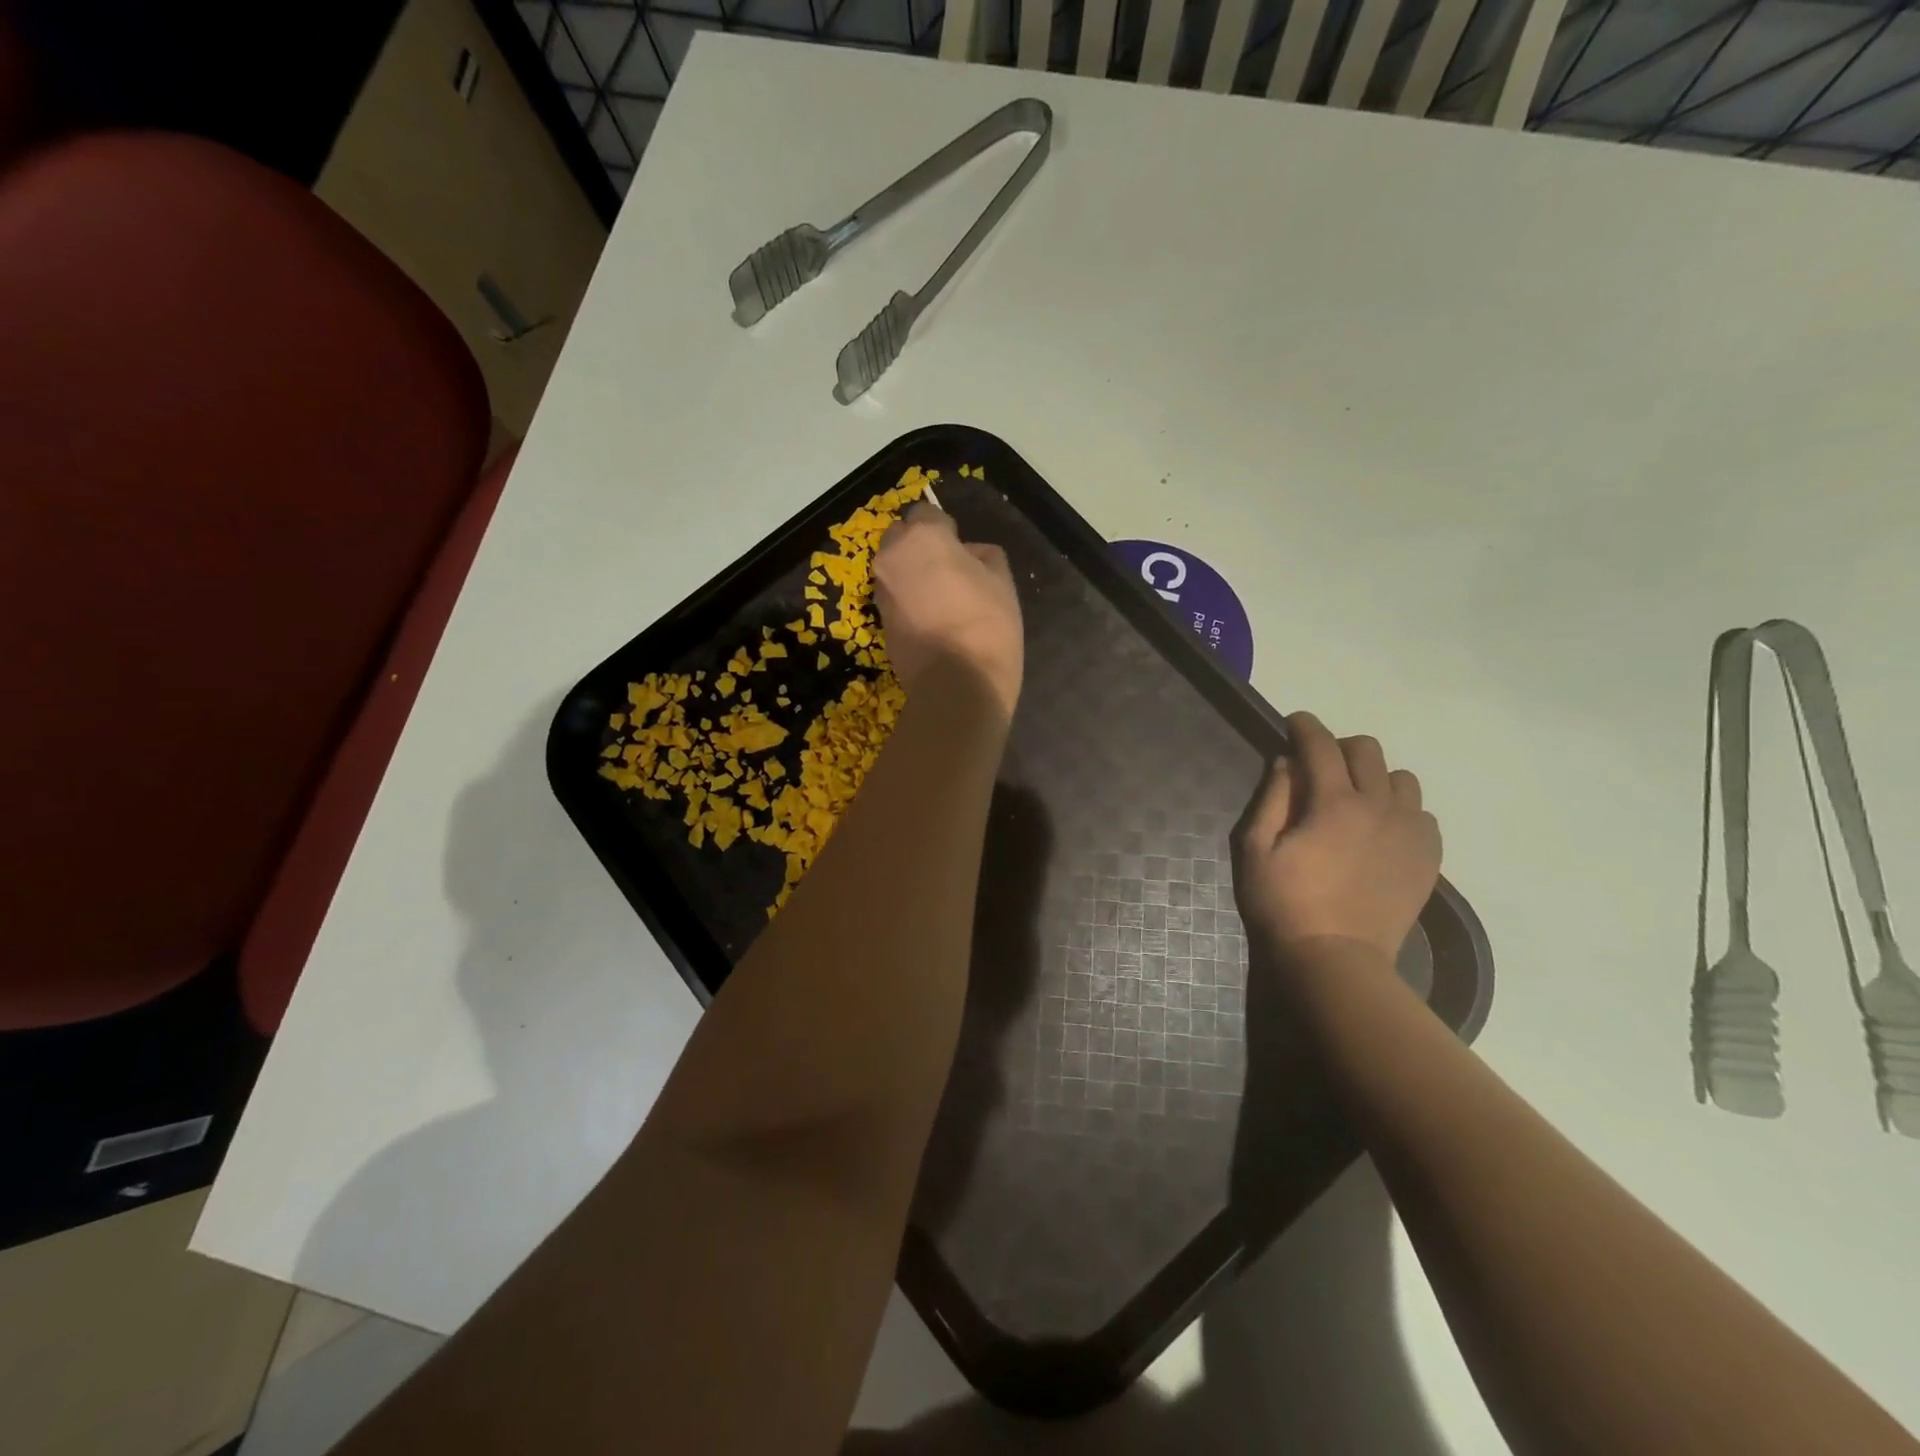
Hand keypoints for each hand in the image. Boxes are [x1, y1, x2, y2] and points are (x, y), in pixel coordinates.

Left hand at [874, 504, 1022, 718]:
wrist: (958, 685)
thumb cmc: (987, 624)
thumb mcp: (1002, 581)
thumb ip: (984, 555)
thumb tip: (969, 554)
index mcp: (922, 537)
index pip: (926, 513)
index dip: (945, 529)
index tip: (960, 547)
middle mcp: (891, 558)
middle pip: (900, 538)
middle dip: (918, 546)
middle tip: (947, 568)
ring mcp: (881, 592)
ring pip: (894, 569)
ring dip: (911, 574)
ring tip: (940, 598)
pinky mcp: (879, 623)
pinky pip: (894, 598)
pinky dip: (907, 601)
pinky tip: (932, 620)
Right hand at [1232, 711, 1440, 970]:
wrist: (1336, 958)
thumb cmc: (1284, 903)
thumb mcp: (1257, 849)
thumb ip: (1273, 799)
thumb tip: (1287, 763)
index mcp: (1333, 803)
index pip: (1321, 746)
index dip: (1305, 727)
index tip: (1294, 722)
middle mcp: (1379, 807)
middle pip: (1368, 751)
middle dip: (1340, 747)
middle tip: (1320, 766)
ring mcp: (1410, 833)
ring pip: (1402, 780)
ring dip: (1375, 778)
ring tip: (1355, 800)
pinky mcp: (1428, 858)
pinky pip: (1423, 815)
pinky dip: (1401, 810)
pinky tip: (1380, 831)